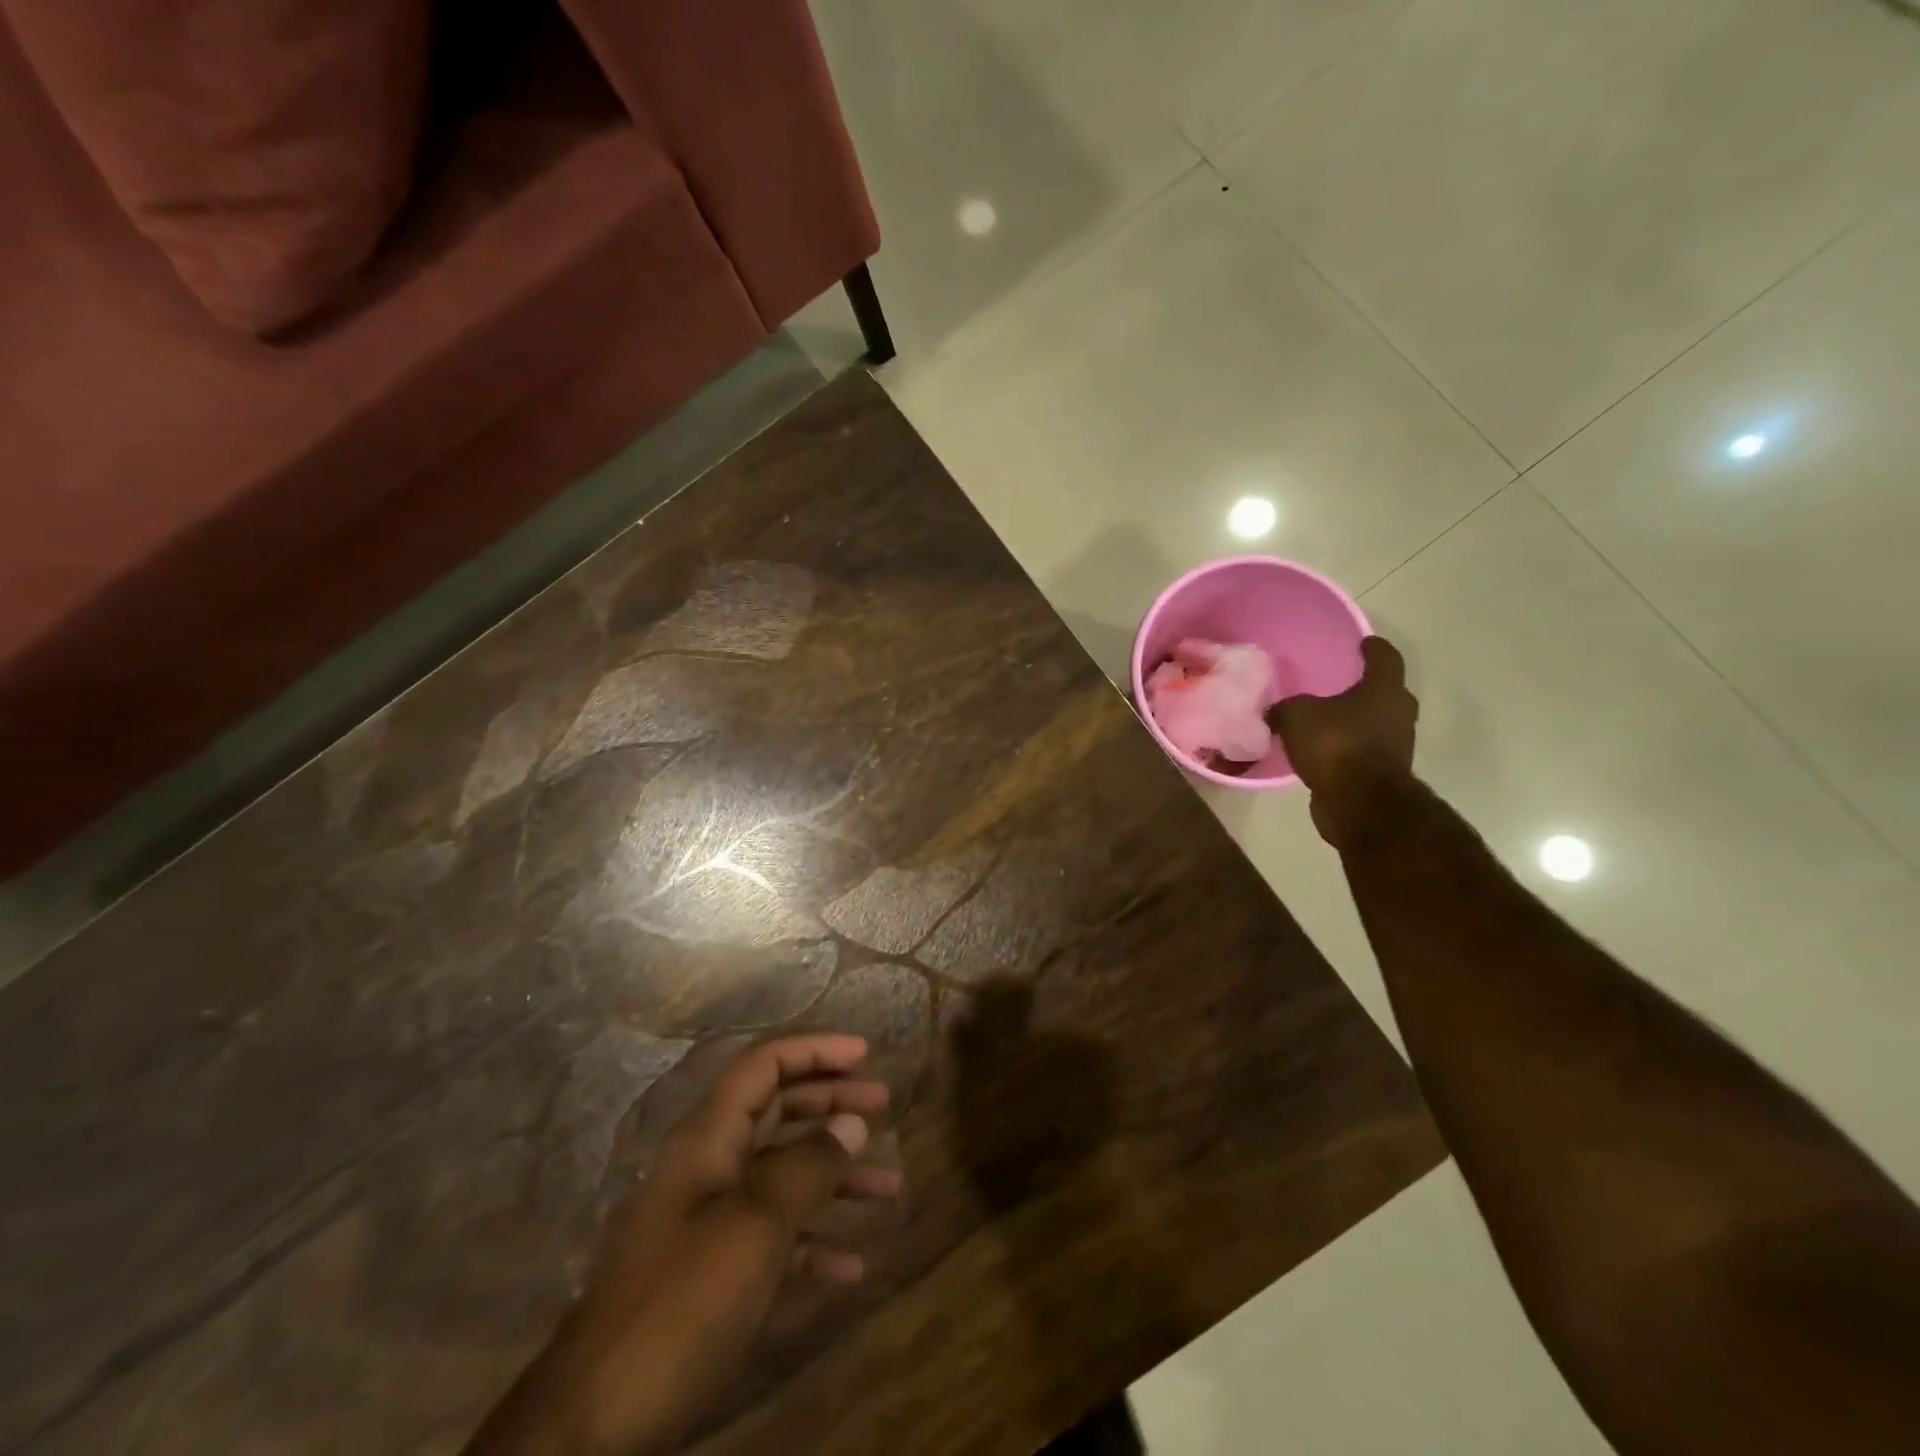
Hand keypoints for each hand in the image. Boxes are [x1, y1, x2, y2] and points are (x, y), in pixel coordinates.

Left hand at [466, 1035, 899, 1455]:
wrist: (591, 1429)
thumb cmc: (679, 1305)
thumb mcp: (754, 1228)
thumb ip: (807, 1167)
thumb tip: (851, 1122)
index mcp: (707, 1139)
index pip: (764, 1065)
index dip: (814, 1049)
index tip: (865, 1053)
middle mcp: (708, 1167)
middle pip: (776, 1110)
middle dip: (831, 1101)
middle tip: (884, 1104)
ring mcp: (707, 1222)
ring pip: (782, 1173)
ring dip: (835, 1173)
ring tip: (888, 1185)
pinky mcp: (710, 1275)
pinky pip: (773, 1236)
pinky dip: (814, 1240)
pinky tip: (852, 1264)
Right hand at [1268, 636, 1417, 845]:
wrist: (1358, 802)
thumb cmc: (1335, 744)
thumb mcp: (1296, 716)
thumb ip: (1284, 708)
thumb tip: (1275, 712)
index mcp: (1383, 690)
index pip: (1385, 658)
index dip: (1374, 648)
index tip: (1364, 642)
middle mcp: (1397, 714)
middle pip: (1386, 693)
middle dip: (1365, 688)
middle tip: (1340, 685)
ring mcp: (1395, 746)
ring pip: (1376, 724)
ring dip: (1355, 722)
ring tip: (1325, 721)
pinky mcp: (1383, 774)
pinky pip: (1363, 752)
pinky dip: (1347, 748)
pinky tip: (1322, 751)